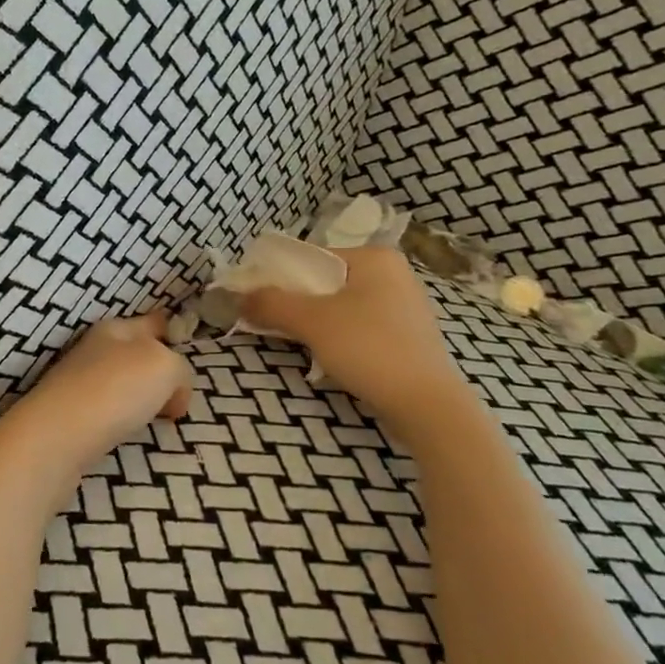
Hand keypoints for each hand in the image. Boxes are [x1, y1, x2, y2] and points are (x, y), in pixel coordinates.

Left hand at [0, 312, 192, 489]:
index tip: (184, 344)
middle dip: (158, 370)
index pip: (153, 322)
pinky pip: (109, 408)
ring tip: (158, 415)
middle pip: (136, 353)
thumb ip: (180, 371)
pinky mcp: (70, 415)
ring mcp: (78, 382)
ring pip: (122, 382)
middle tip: (179, 395)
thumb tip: (173, 394)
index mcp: (115, 328)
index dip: (171, 330)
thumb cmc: (115, 389)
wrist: (58, 436)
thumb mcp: (165, 367)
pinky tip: (128, 430)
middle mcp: (94, 350)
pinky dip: (123, 417)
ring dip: (141, 396)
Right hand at [240, 247, 477, 448]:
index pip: (313, 257)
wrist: (426, 406)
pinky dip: (341, 338)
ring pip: (343, 307)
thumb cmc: (369, 348)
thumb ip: (271, 303)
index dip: (280, 277)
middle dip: (298, 303)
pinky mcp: (410, 338)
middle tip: (272, 323)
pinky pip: (361, 327)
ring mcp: (406, 307)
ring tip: (298, 343)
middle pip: (327, 283)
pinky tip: (330, 359)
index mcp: (375, 258)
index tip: (258, 299)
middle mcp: (395, 275)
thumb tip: (238, 297)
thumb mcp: (311, 321)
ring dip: (317, 323)